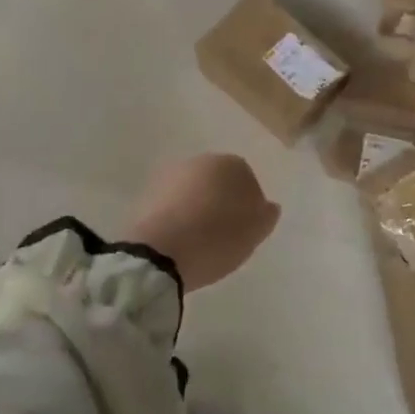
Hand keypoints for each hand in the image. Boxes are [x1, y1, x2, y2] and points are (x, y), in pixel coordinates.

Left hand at [126, 154, 279, 290]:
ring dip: (197, 208)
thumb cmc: (216, 237)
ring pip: (192, 191)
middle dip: (221, 202)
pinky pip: (171, 205)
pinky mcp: (146, 194)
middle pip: (217, 182)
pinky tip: (178, 240)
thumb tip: (268, 205)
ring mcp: (169, 175)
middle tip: (224, 233)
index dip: (248, 205)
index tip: (246, 228)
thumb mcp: (254, 232)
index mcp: (230, 164)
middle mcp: (199, 161)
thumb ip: (266, 215)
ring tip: (199, 240)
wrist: (159, 252)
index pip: (247, 179)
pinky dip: (176, 217)